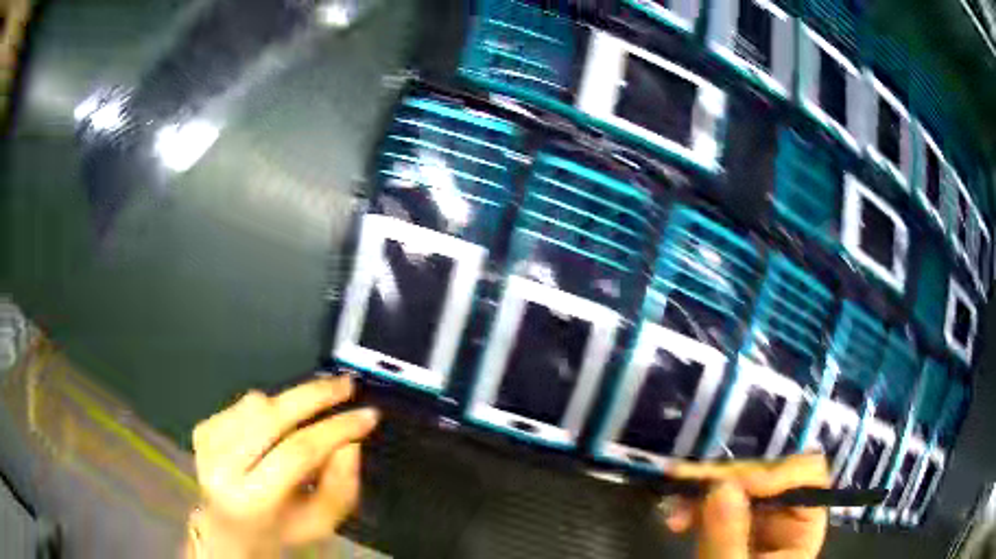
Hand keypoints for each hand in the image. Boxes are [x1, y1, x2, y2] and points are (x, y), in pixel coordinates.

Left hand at [186, 376, 378, 557]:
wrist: (230, 529)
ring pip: (256, 403)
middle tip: (346, 384)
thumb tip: (350, 441)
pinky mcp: (202, 430)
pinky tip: (276, 427)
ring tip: (311, 414)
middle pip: (271, 417)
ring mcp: (207, 445)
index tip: (368, 415)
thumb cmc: (281, 530)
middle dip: (315, 395)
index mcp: (252, 500)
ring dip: (291, 403)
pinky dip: (268, 408)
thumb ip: (341, 485)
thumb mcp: (321, 522)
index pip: (297, 452)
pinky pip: (242, 404)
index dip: (335, 429)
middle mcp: (222, 468)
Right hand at [662, 454, 829, 558]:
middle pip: (768, 474)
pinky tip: (675, 516)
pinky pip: (717, 502)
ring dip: (704, 489)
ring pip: (739, 485)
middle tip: (686, 482)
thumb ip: (728, 537)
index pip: (806, 477)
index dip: (775, 473)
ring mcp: (758, 519)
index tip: (732, 486)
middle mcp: (786, 515)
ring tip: (672, 503)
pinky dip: (696, 504)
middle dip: (726, 479)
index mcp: (803, 527)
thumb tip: (722, 486)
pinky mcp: (732, 525)